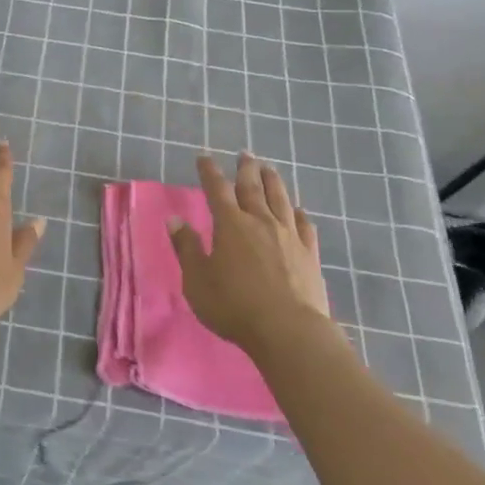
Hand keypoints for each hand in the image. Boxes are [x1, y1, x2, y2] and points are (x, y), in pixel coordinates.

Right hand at [168, 153, 335, 357]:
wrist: (288, 331)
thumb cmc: (234, 306)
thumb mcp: (197, 280)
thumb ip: (186, 248)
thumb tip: (174, 219)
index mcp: (230, 224)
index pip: (217, 189)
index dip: (209, 171)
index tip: (204, 158)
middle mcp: (260, 221)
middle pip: (252, 187)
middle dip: (246, 168)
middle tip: (244, 153)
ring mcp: (288, 235)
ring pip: (280, 199)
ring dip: (273, 181)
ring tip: (269, 168)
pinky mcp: (309, 253)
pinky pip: (304, 225)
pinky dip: (298, 213)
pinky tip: (298, 210)